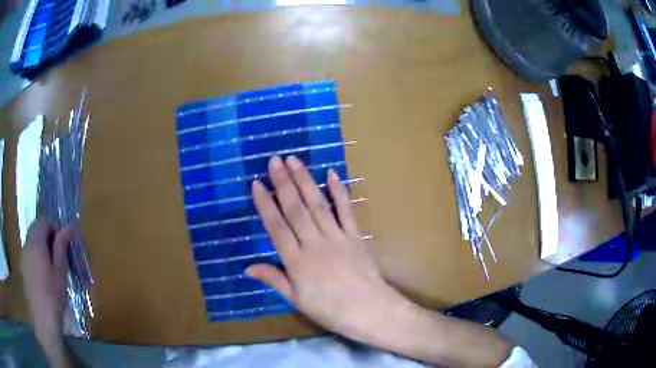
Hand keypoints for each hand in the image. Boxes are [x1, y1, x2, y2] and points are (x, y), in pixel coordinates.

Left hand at [20, 219, 72, 343]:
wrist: (43, 318)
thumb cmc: (53, 295)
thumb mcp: (60, 271)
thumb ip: (61, 246)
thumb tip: (69, 226)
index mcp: (36, 242)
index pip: (43, 220)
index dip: (53, 226)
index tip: (62, 243)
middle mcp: (26, 243)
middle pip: (35, 228)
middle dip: (46, 235)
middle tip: (57, 255)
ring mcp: (23, 255)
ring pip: (31, 240)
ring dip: (40, 245)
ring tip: (50, 267)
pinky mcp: (22, 266)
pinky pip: (28, 252)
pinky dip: (35, 255)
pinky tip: (42, 276)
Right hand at [246, 155, 409, 342]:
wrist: (368, 310)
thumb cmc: (329, 309)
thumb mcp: (296, 299)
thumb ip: (274, 279)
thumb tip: (247, 267)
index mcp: (297, 261)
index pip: (276, 227)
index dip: (265, 204)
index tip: (256, 183)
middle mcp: (314, 243)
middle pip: (296, 209)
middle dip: (283, 183)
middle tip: (274, 160)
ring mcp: (336, 237)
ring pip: (317, 204)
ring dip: (305, 181)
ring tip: (295, 161)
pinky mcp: (354, 235)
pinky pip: (346, 210)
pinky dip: (339, 191)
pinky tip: (331, 174)